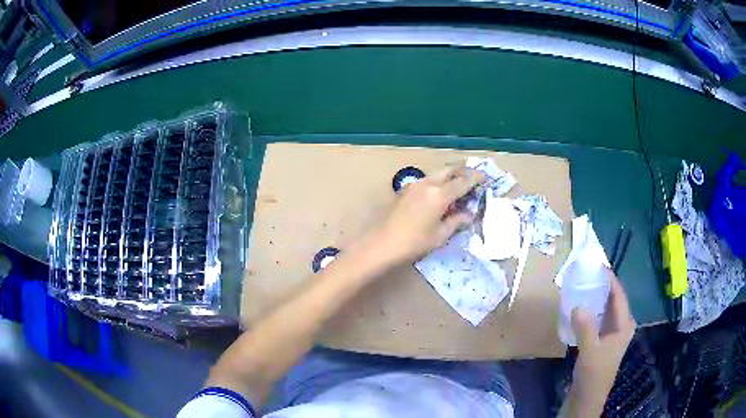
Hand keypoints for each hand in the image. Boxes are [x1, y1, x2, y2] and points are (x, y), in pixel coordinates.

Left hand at [372, 164, 483, 263]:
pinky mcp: (404, 190)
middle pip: (448, 171)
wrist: (380, 243)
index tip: (484, 175)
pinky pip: (426, 181)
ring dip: (448, 175)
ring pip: (436, 174)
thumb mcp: (440, 235)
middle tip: (471, 173)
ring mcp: (414, 185)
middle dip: (461, 170)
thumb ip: (456, 222)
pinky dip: (436, 182)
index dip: (475, 178)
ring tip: (456, 182)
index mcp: (440, 194)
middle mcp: (428, 184)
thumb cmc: (414, 242)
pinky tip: (437, 192)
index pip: (462, 182)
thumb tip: (468, 214)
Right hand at [571, 273, 635, 400]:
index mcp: (624, 324)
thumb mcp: (589, 351)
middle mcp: (621, 325)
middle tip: (588, 273)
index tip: (597, 265)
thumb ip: (585, 328)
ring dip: (597, 297)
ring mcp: (613, 333)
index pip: (619, 295)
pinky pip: (600, 317)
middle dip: (603, 286)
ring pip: (607, 308)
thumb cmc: (594, 373)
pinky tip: (581, 308)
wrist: (588, 396)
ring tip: (584, 285)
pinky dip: (592, 310)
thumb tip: (577, 305)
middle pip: (615, 299)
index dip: (610, 279)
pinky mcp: (603, 340)